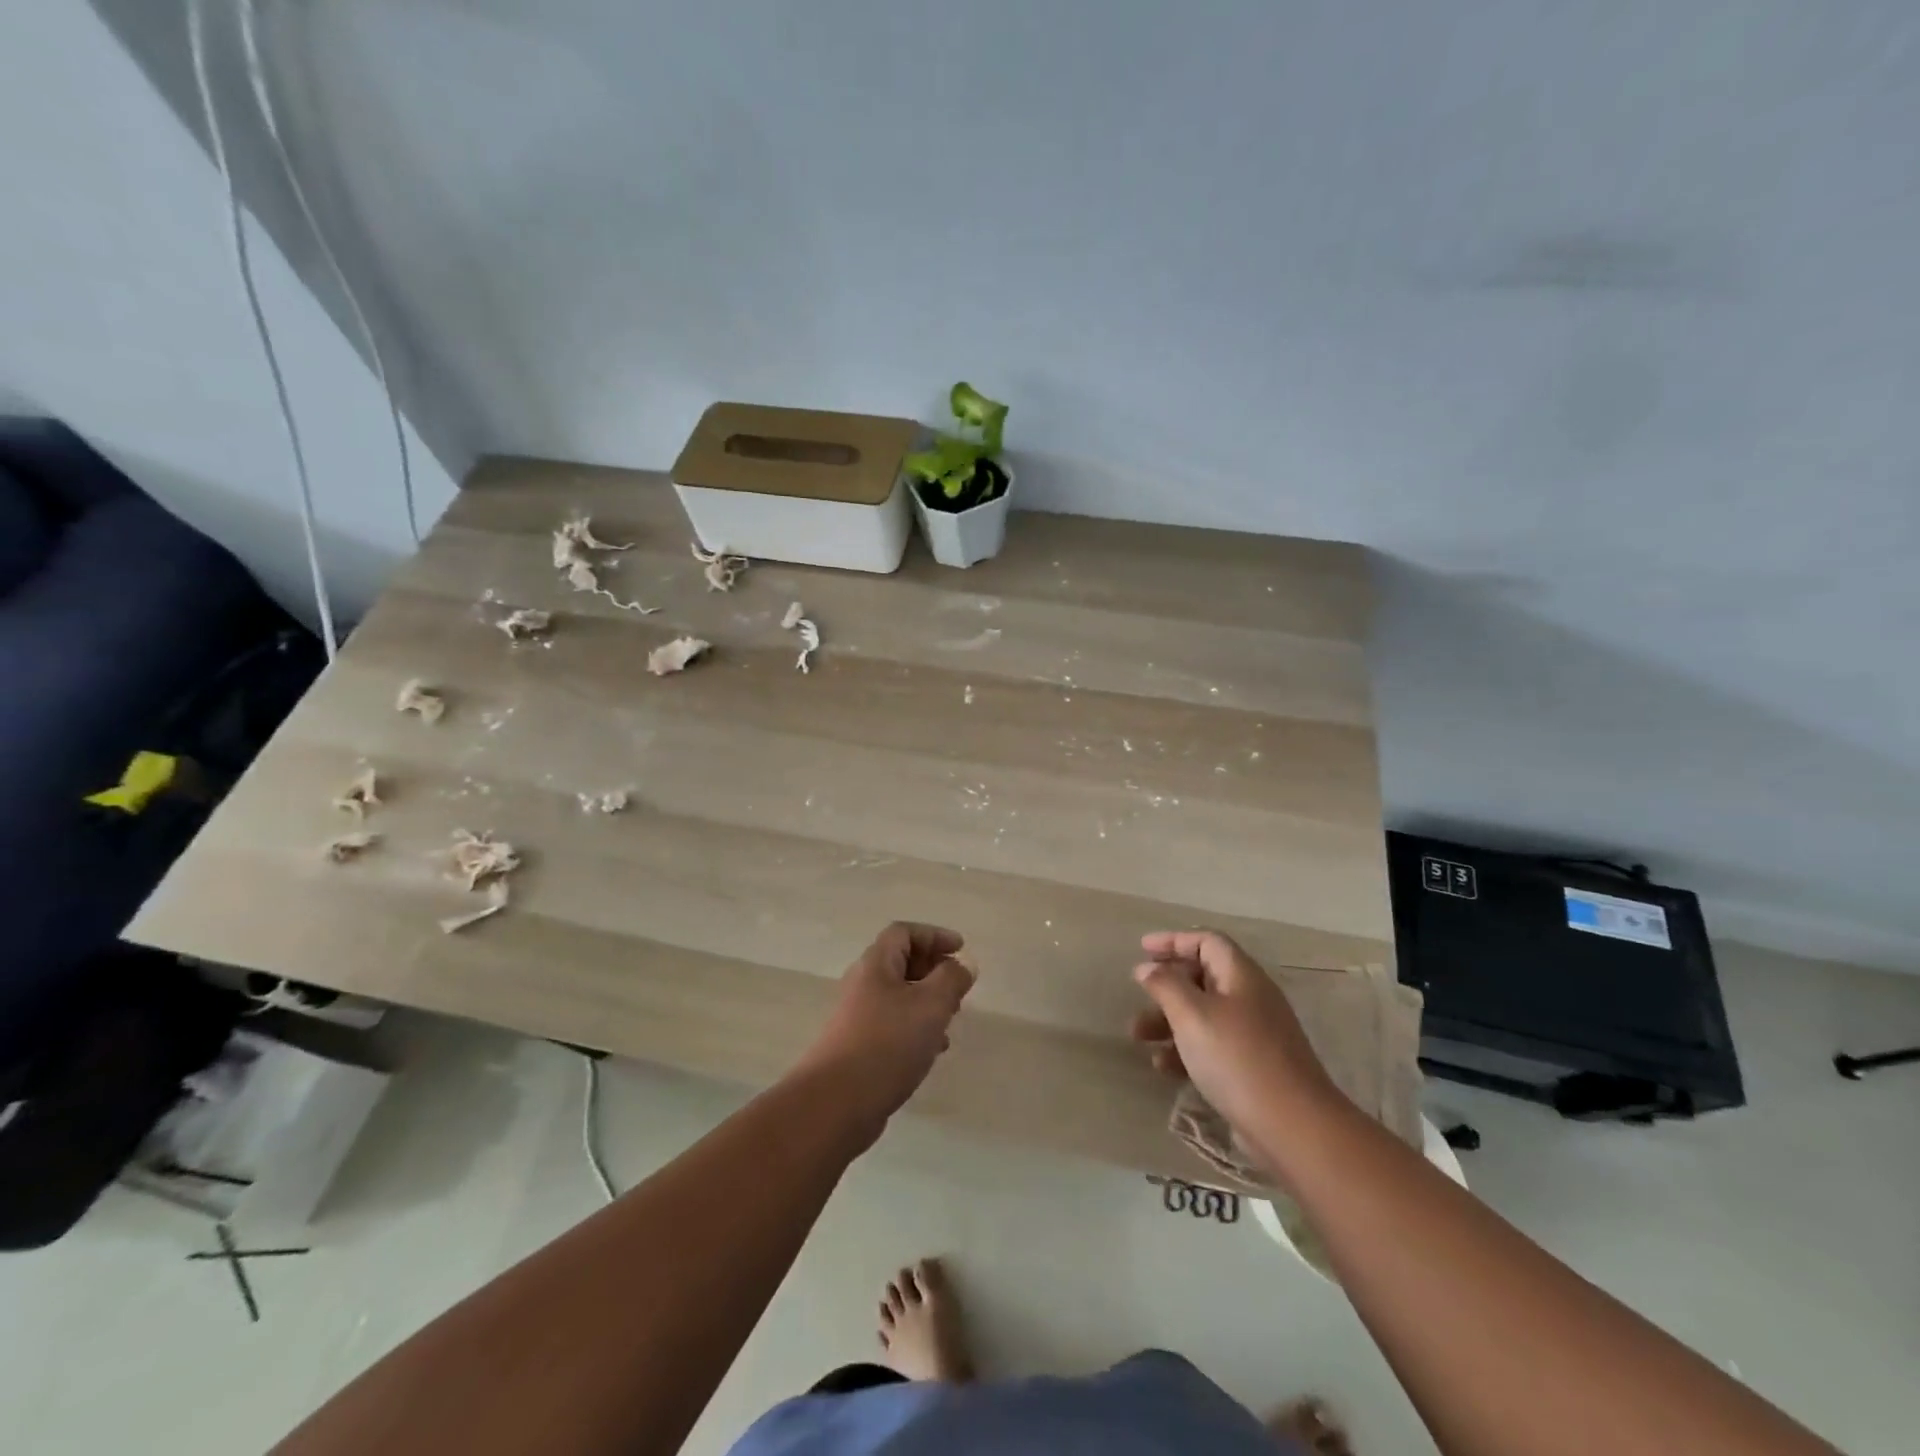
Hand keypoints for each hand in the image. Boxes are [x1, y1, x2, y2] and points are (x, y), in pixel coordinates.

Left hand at [795, 923, 974, 1140]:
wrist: (836, 1103)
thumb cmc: (887, 1043)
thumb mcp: (931, 1005)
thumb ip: (952, 979)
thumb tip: (963, 964)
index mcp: (876, 964)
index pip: (904, 932)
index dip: (934, 935)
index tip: (961, 951)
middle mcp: (863, 984)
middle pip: (900, 962)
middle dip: (933, 969)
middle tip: (958, 987)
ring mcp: (857, 1017)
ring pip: (898, 996)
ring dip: (927, 1001)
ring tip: (951, 1019)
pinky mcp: (858, 1047)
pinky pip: (892, 1024)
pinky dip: (916, 1028)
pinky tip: (932, 1051)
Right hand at [1130, 930, 1338, 1152]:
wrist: (1293, 1127)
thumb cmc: (1237, 1058)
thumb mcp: (1192, 1015)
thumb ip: (1165, 985)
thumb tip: (1147, 967)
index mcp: (1241, 976)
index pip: (1207, 942)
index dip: (1173, 940)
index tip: (1142, 949)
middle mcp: (1251, 998)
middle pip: (1203, 977)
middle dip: (1166, 986)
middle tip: (1138, 996)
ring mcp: (1255, 1034)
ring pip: (1204, 1014)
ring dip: (1169, 1020)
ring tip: (1139, 1038)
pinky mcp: (1253, 1067)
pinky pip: (1212, 1045)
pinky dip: (1186, 1049)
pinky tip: (1164, 1068)